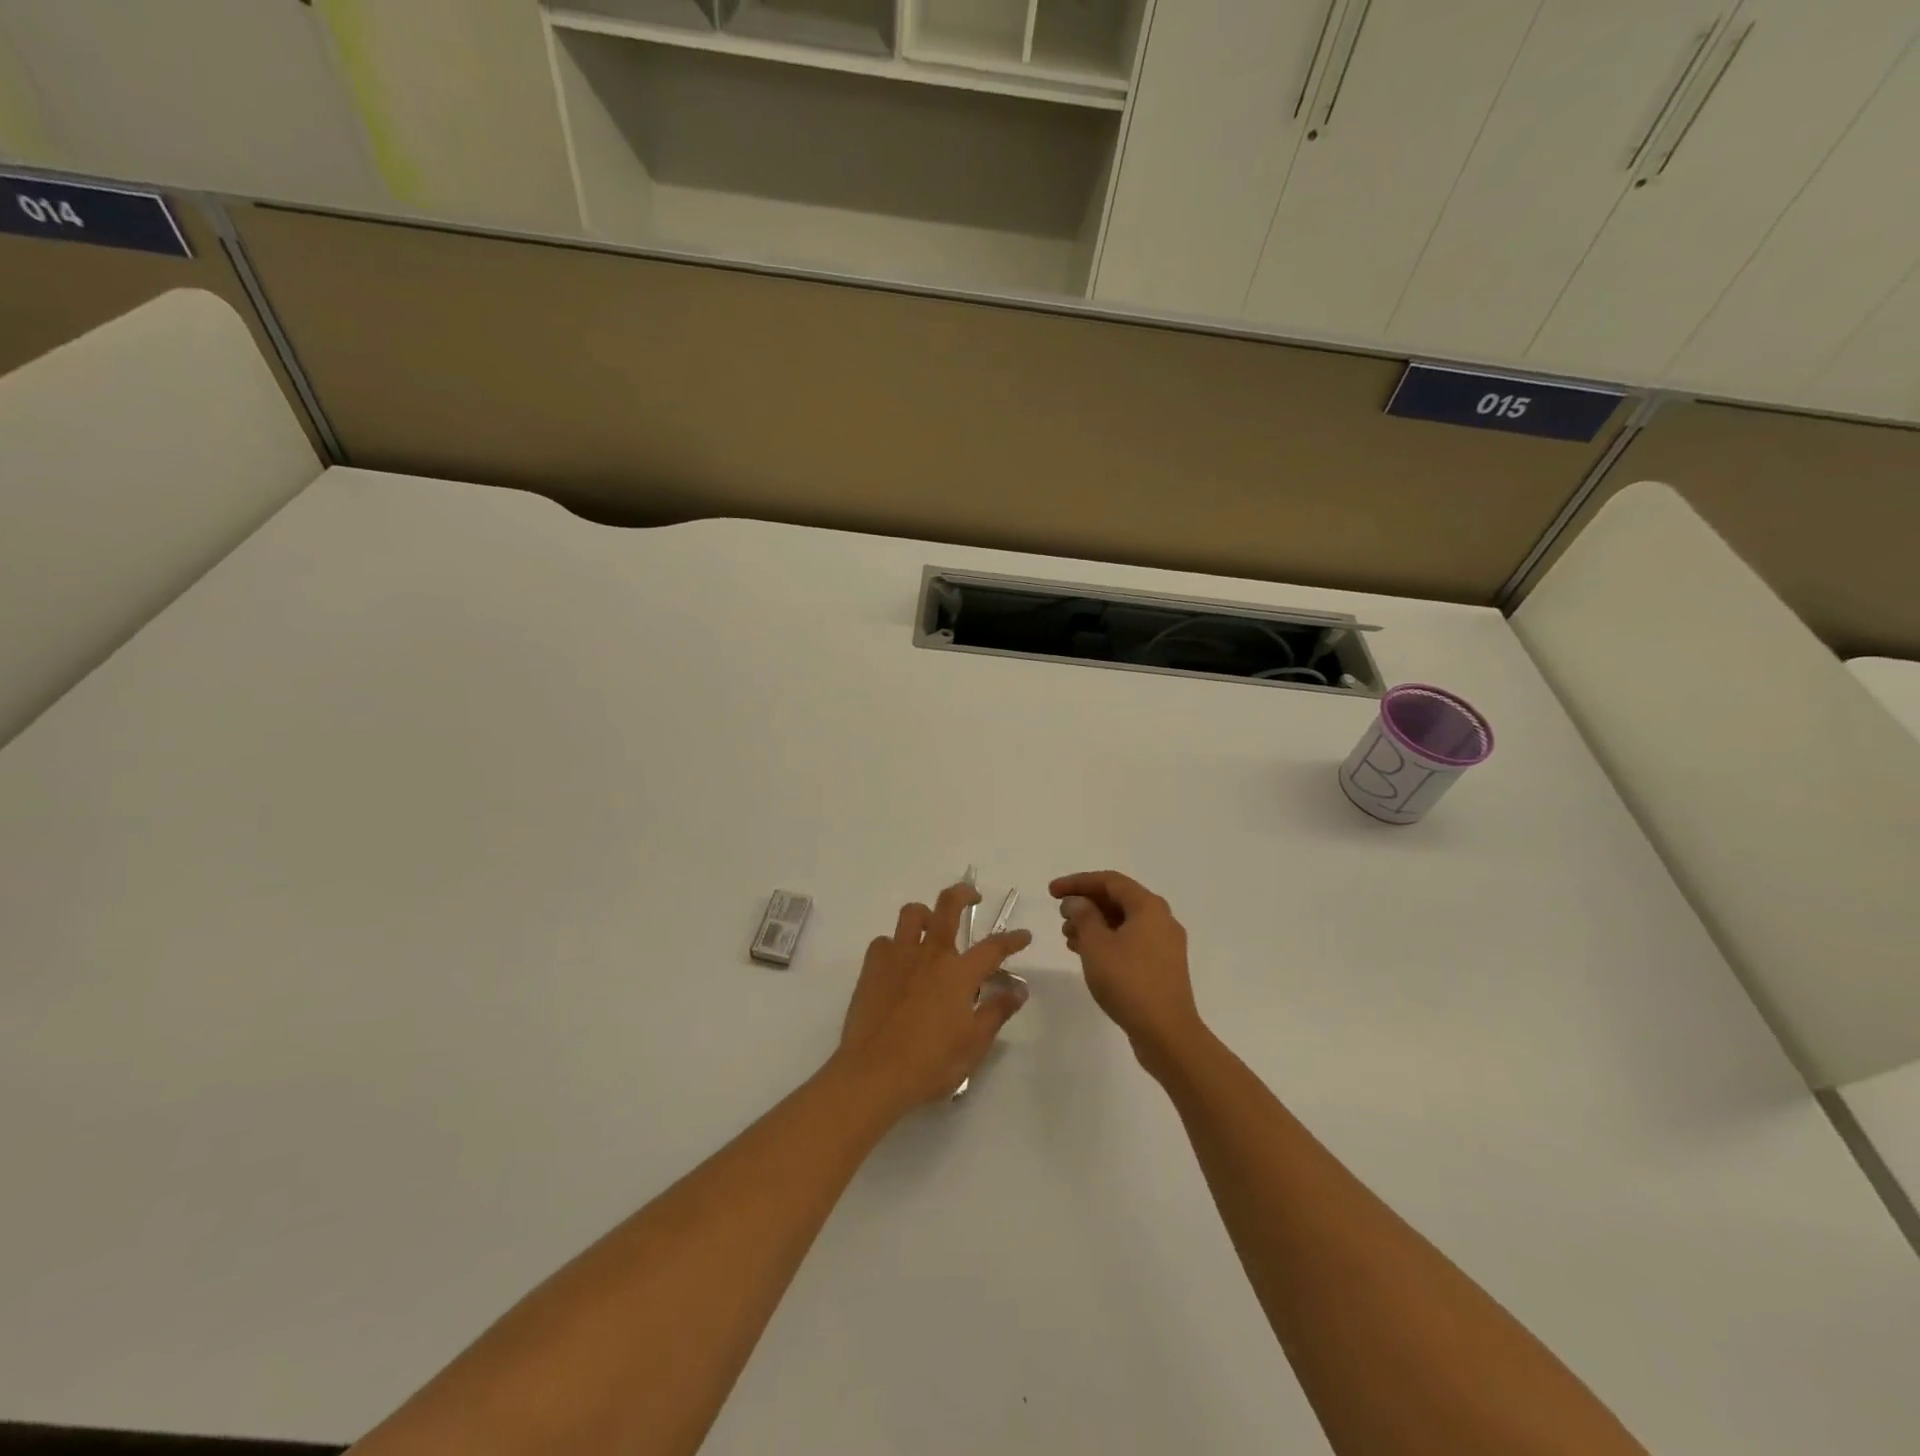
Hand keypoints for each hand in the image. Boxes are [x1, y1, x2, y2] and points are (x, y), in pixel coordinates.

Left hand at [837, 881, 1031, 1109]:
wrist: (873, 1073)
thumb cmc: (930, 1063)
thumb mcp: (974, 1044)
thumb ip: (997, 1011)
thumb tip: (1019, 989)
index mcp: (959, 973)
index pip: (993, 947)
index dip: (1012, 939)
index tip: (1024, 935)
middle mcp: (930, 955)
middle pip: (948, 906)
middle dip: (964, 894)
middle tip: (973, 897)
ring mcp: (898, 957)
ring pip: (911, 914)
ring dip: (925, 914)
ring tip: (930, 925)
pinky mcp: (871, 968)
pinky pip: (884, 942)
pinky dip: (894, 945)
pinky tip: (898, 962)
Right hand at [1051, 871, 1203, 1071]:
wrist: (1167, 1034)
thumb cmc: (1128, 982)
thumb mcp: (1096, 945)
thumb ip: (1083, 916)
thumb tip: (1078, 902)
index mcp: (1148, 907)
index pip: (1109, 881)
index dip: (1078, 882)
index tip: (1052, 892)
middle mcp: (1161, 919)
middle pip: (1118, 900)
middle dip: (1086, 903)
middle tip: (1060, 915)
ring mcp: (1165, 944)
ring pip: (1123, 922)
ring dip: (1094, 924)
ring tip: (1067, 936)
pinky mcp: (1162, 966)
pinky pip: (1131, 941)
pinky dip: (1107, 941)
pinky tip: (1086, 954)